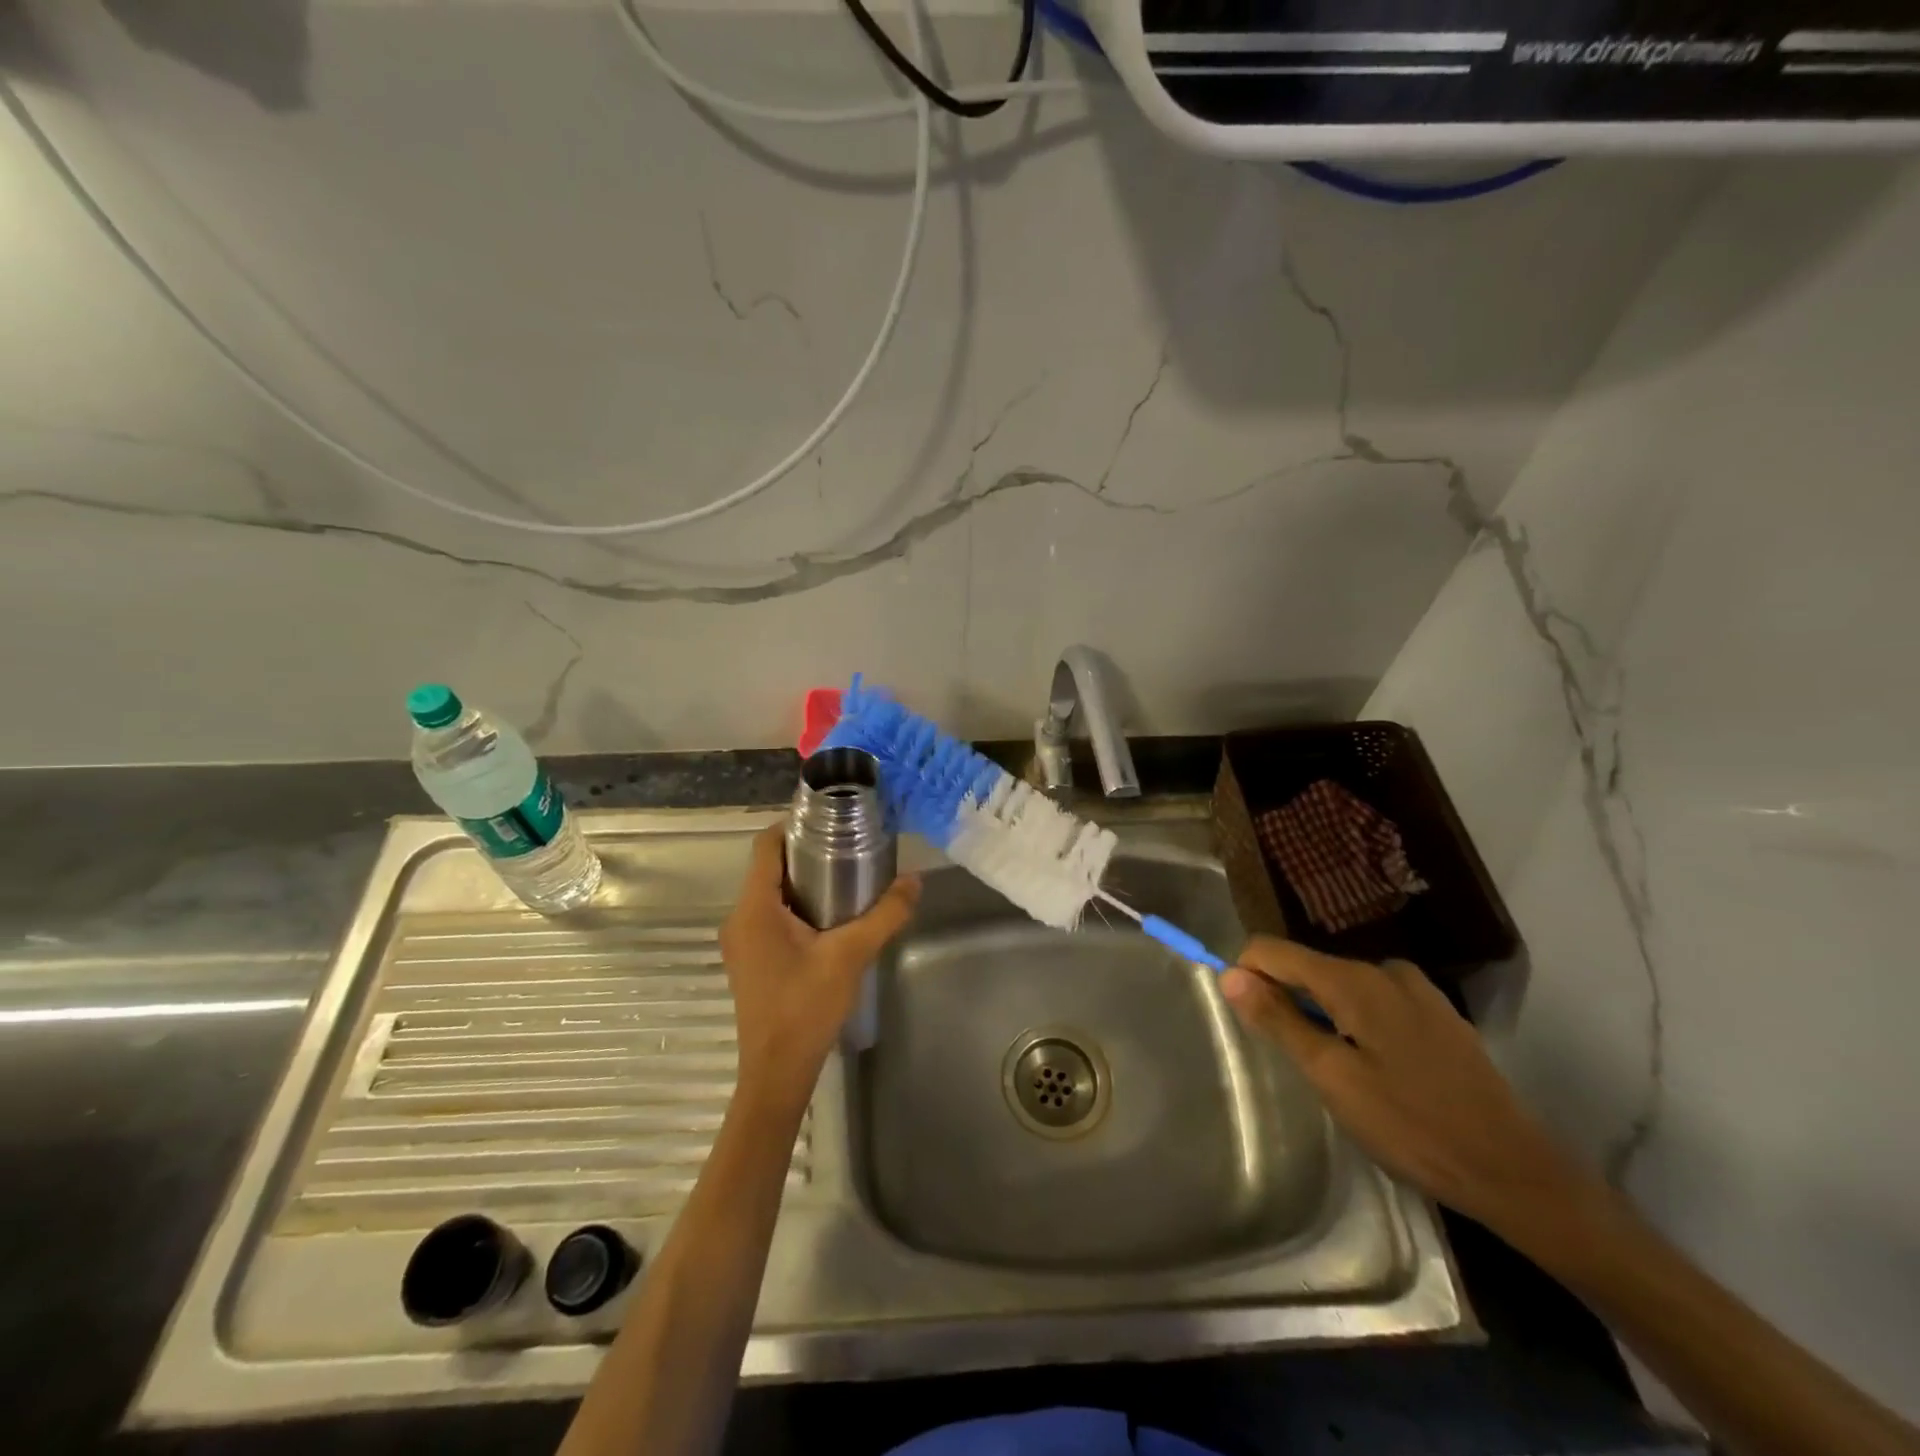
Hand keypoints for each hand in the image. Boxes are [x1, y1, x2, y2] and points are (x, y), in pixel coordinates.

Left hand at [719, 826, 920, 1109]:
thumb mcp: (851, 956)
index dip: (794, 825)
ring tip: (847, 877)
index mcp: (754, 908)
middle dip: (807, 852)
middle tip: (849, 846)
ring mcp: (741, 941)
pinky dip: (797, 906)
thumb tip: (914, 880)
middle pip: (769, 867)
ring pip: (771, 893)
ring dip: (804, 881)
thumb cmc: (806, 1008)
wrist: (776, 1073)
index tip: (831, 819)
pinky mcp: (750, 959)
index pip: (765, 845)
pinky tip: (830, 918)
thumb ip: (885, 915)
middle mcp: (740, 918)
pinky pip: (770, 916)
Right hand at [1220, 936, 1587, 1231]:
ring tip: (1338, 1071)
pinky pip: (1374, 1001)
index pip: (1272, 950)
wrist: (1514, 1172)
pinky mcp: (1438, 1014)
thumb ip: (1279, 1020)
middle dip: (1287, 1000)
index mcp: (1353, 979)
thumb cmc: (1412, 1127)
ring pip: (1341, 985)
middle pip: (1308, 966)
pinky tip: (1377, 1070)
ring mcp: (1417, 990)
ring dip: (1323, 1015)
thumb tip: (1229, 975)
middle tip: (1299, 1061)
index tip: (1249, 1022)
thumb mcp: (1332, 1078)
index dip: (1247, 976)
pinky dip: (1356, 1023)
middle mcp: (1384, 969)